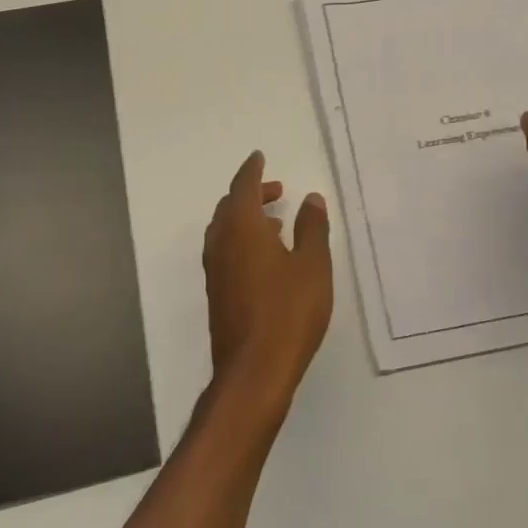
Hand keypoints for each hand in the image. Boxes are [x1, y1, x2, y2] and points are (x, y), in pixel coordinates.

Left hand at [202, 152, 332, 411]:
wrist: (254, 370)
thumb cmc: (289, 311)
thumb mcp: (313, 265)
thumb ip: (312, 228)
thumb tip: (310, 198)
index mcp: (241, 228)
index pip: (243, 186)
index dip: (253, 170)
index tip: (259, 157)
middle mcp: (221, 243)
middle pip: (230, 206)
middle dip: (251, 193)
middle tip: (276, 190)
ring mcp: (215, 270)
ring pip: (225, 230)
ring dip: (246, 218)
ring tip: (276, 222)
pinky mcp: (217, 293)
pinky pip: (226, 251)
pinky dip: (242, 240)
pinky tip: (266, 258)